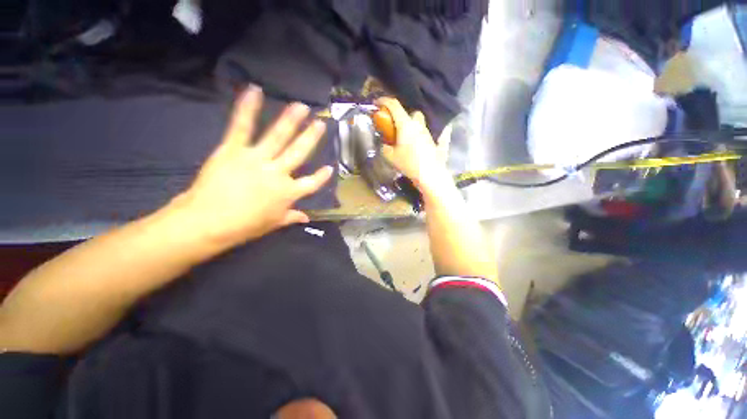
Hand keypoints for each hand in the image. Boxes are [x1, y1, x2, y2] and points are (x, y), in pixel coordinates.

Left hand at [171, 86, 331, 248]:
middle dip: (311, 138)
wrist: (208, 222)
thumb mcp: (272, 224)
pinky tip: (255, 90)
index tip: (330, 168)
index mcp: (289, 193)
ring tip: (301, 106)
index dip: (322, 176)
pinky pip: (242, 127)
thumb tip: (306, 218)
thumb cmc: (244, 226)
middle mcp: (278, 173)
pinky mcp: (234, 150)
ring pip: (278, 136)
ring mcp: (257, 159)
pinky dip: (247, 108)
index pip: (312, 183)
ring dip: (291, 120)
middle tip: (320, 123)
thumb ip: (291, 217)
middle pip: (299, 153)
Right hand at [375, 97, 449, 194]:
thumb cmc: (408, 163)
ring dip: (411, 127)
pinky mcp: (433, 141)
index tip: (377, 103)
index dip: (384, 101)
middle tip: (396, 128)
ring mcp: (427, 132)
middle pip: (411, 112)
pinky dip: (418, 136)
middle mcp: (418, 125)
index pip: (394, 105)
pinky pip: (424, 134)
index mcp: (406, 125)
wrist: (429, 174)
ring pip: (419, 123)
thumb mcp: (391, 157)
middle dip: (403, 116)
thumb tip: (385, 145)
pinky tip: (415, 146)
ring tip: (405, 139)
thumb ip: (385, 148)